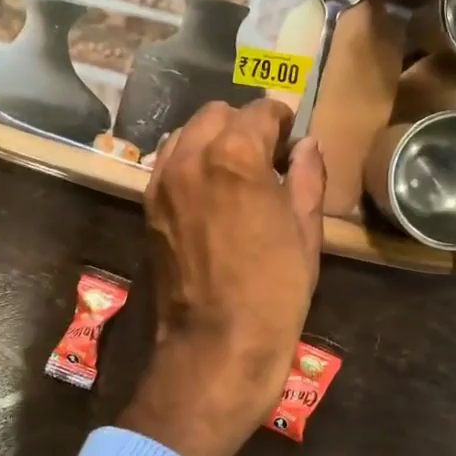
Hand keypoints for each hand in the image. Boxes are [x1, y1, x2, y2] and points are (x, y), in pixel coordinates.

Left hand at [120, 99, 325, 455]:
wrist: (217, 344)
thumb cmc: (274, 290)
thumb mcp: (305, 231)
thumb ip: (307, 176)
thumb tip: (306, 145)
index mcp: (235, 156)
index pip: (259, 111)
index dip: (282, 119)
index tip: (292, 137)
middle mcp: (191, 157)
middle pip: (217, 114)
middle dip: (244, 124)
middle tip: (267, 154)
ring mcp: (162, 181)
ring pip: (187, 134)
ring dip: (212, 139)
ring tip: (235, 170)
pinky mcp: (148, 206)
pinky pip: (168, 163)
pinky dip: (189, 161)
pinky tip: (209, 189)